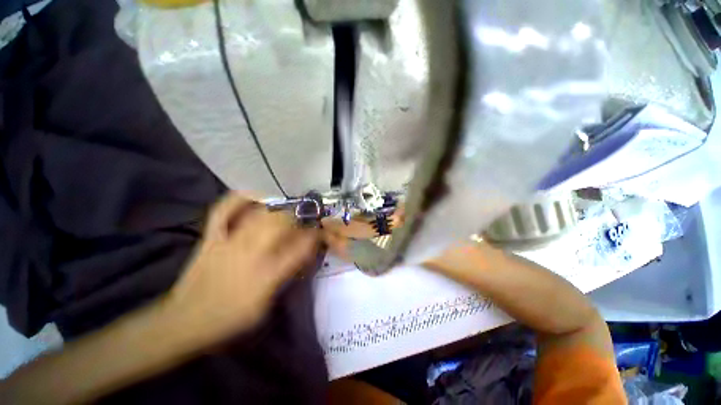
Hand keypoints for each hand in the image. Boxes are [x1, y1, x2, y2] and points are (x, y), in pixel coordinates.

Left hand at [166, 193, 318, 345]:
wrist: (189, 319)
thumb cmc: (229, 324)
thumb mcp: (262, 313)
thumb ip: (278, 286)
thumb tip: (290, 265)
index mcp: (266, 278)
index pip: (298, 250)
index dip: (312, 238)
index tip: (318, 233)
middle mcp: (249, 255)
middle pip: (279, 224)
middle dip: (296, 218)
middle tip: (303, 220)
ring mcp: (227, 243)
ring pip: (257, 215)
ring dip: (275, 208)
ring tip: (283, 209)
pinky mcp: (210, 238)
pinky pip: (223, 210)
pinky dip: (237, 199)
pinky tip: (251, 195)